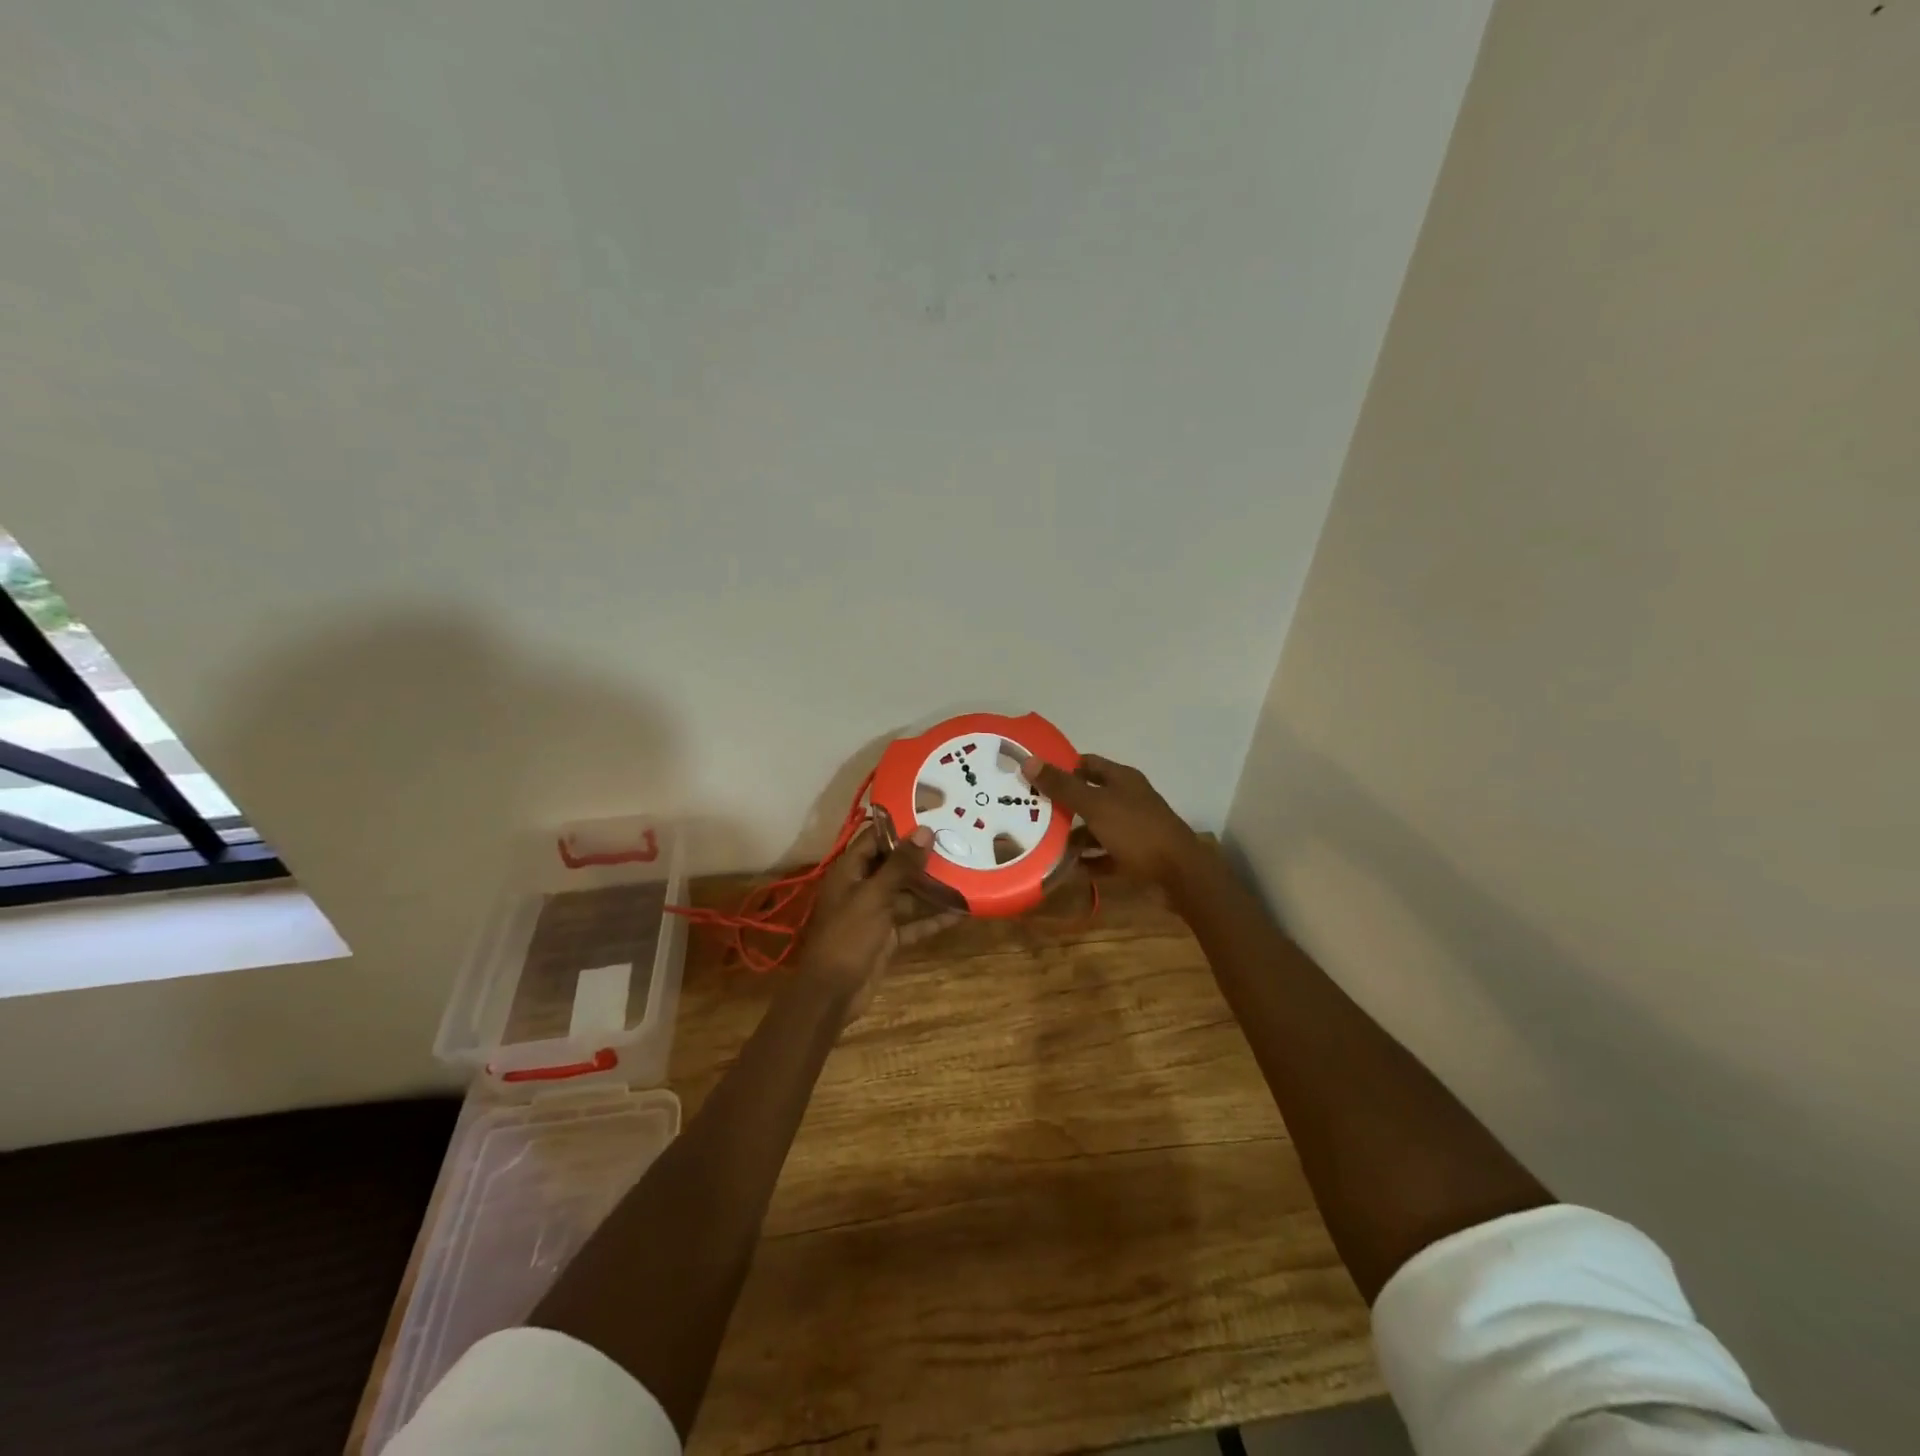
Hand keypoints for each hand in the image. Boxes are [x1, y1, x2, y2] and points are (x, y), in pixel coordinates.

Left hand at [798, 824, 953, 1014]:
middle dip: (922, 857)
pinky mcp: (887, 938)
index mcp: (850, 871)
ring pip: (906, 894)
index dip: (900, 826)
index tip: (931, 815)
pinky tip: (960, 912)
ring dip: (931, 887)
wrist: (831, 993)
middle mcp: (862, 888)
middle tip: (956, 841)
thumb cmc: (847, 936)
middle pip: (894, 865)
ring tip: (965, 872)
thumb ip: (900, 865)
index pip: (875, 839)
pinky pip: (913, 923)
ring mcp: (875, 914)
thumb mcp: (874, 896)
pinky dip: (933, 919)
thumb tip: (925, 831)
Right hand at [1022, 753, 1204, 889]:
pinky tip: (1068, 868)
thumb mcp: (1095, 805)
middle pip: (1089, 796)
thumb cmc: (1136, 831)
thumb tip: (1029, 761)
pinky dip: (1088, 860)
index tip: (1034, 776)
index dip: (1062, 767)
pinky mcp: (1136, 856)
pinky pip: (1105, 855)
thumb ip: (1062, 786)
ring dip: (1074, 836)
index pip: (1087, 764)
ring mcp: (1133, 829)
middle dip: (1063, 804)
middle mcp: (1128, 800)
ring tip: (1044, 843)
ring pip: (1096, 828)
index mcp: (1122, 780)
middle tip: (1030, 811)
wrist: (1179, 874)